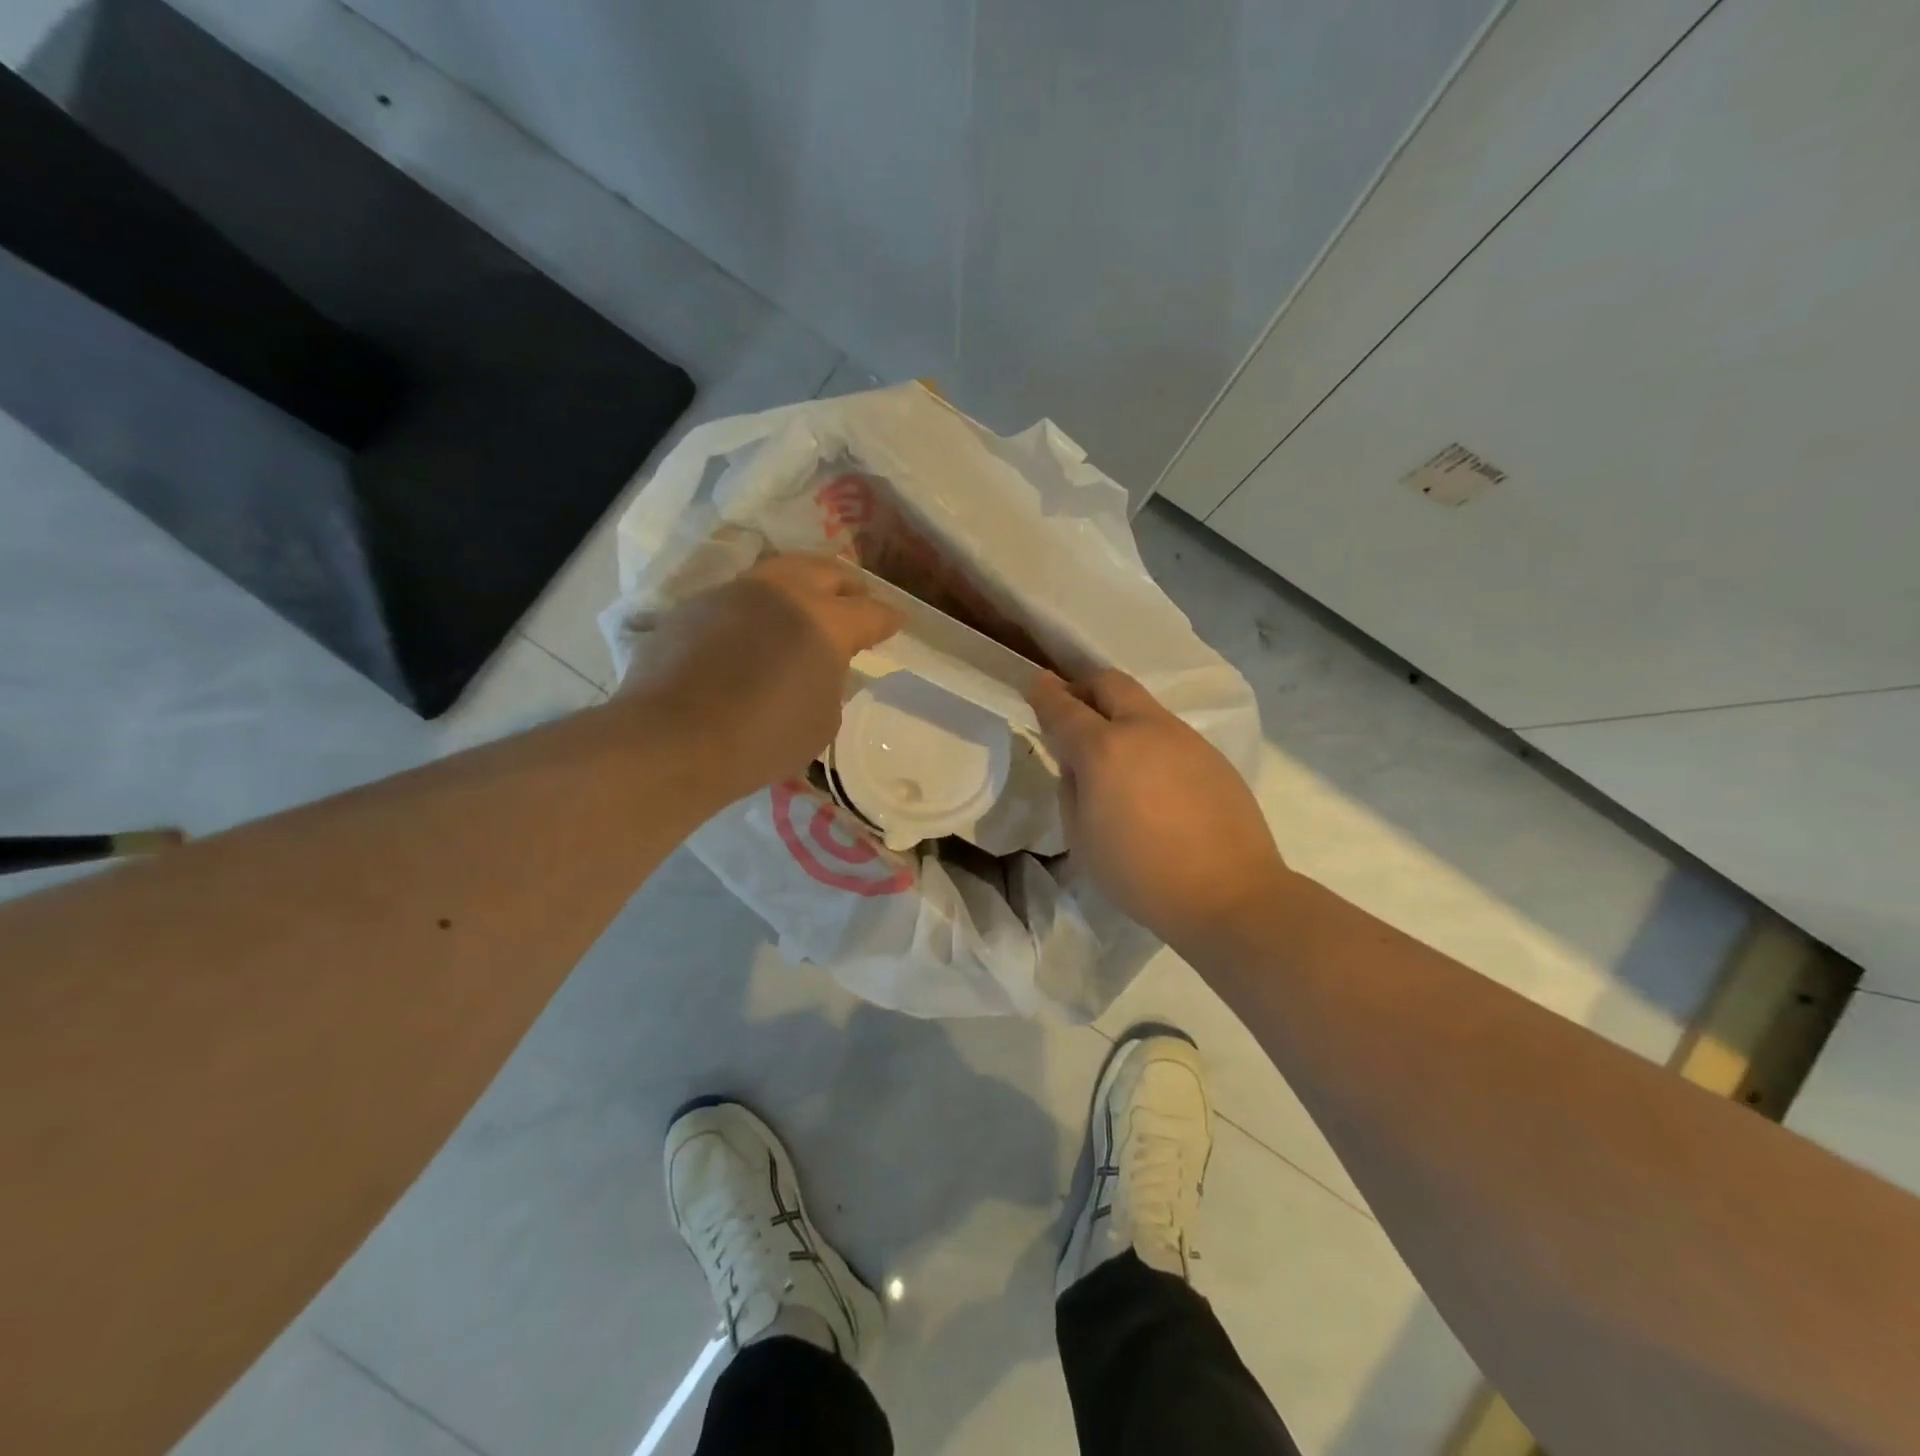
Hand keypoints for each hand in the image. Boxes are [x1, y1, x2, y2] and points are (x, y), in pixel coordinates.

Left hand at [620, 554, 903, 800]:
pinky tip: (753, 632)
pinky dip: (757, 608)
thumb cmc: (764, 737)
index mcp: (826, 619)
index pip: (871, 611)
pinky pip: (739, 597)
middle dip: (847, 585)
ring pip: (779, 573)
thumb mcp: (823, 719)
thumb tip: (821, 665)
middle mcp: (783, 591)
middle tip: (855, 600)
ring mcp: (734, 592)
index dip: (888, 618)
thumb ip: (831, 681)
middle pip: (826, 570)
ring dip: (799, 586)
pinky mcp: (695, 606)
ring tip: (804, 607)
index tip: (897, 622)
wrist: (675, 738)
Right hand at [1029, 669, 1287, 949]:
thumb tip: (1079, 766)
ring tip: (1115, 753)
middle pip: (1109, 683)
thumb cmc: (1140, 874)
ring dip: (1120, 714)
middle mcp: (1144, 729)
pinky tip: (1153, 779)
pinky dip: (1149, 740)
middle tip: (1073, 708)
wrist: (1229, 893)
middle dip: (1084, 687)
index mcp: (1104, 749)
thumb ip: (1072, 789)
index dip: (1045, 693)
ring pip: (1143, 706)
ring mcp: (1184, 738)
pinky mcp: (1212, 754)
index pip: (1064, 707)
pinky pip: (1170, 733)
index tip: (1036, 683)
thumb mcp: (1082, 838)